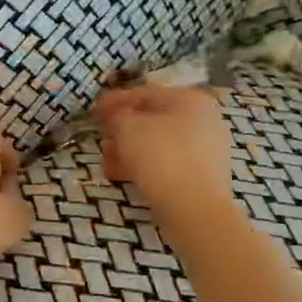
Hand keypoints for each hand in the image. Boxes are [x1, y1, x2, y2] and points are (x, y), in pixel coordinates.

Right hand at [95, 85, 235, 217]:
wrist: (194, 208)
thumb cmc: (160, 156)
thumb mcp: (128, 127)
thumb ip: (116, 115)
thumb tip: (113, 114)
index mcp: (189, 99)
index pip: (145, 94)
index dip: (116, 101)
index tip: (94, 111)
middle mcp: (204, 119)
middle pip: (154, 119)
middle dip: (123, 129)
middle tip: (101, 138)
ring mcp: (207, 149)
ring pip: (159, 144)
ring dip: (130, 150)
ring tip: (107, 161)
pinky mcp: (204, 176)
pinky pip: (168, 163)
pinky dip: (145, 166)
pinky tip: (122, 175)